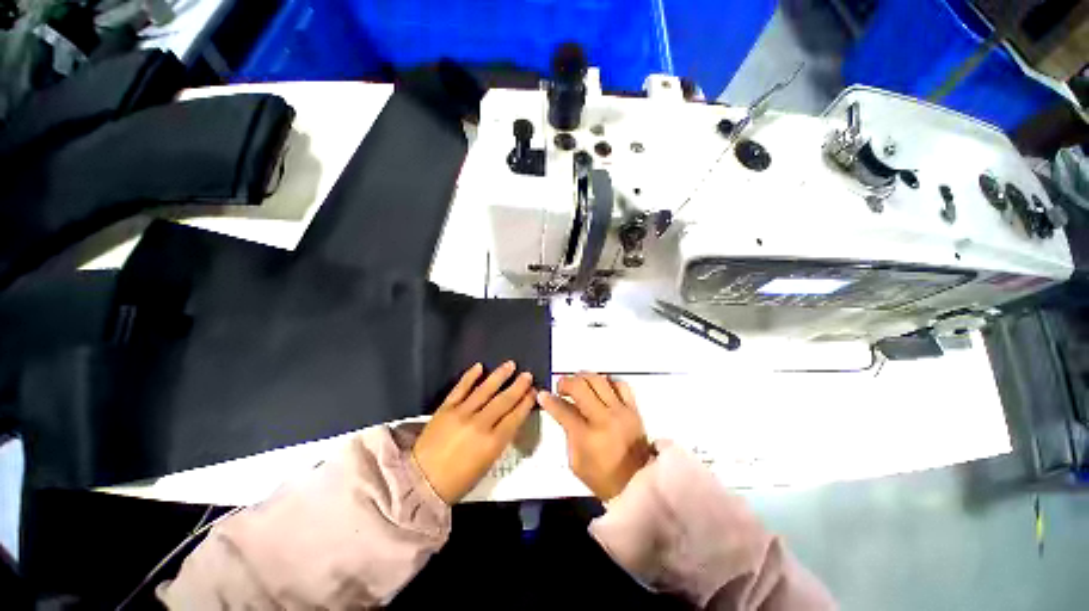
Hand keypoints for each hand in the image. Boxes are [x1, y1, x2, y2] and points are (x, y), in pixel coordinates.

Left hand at [413, 361, 535, 503]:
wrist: (421, 481)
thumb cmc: (459, 479)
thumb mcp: (487, 463)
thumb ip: (500, 439)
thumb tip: (510, 419)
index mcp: (493, 443)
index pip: (515, 417)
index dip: (526, 402)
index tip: (533, 392)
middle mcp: (480, 424)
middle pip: (503, 401)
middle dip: (518, 387)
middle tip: (528, 375)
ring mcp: (462, 413)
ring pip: (485, 390)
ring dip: (499, 376)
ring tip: (510, 365)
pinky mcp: (445, 408)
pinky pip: (460, 388)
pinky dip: (470, 376)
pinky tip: (480, 366)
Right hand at [537, 373, 651, 500]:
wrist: (639, 484)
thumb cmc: (603, 479)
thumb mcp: (576, 463)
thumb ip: (568, 434)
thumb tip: (564, 410)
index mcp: (587, 436)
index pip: (563, 410)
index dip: (549, 400)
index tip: (543, 394)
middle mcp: (604, 418)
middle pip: (580, 387)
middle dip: (565, 382)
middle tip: (561, 388)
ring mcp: (621, 411)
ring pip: (599, 380)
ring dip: (584, 377)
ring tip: (578, 383)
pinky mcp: (634, 409)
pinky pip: (621, 385)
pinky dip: (608, 382)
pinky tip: (601, 388)